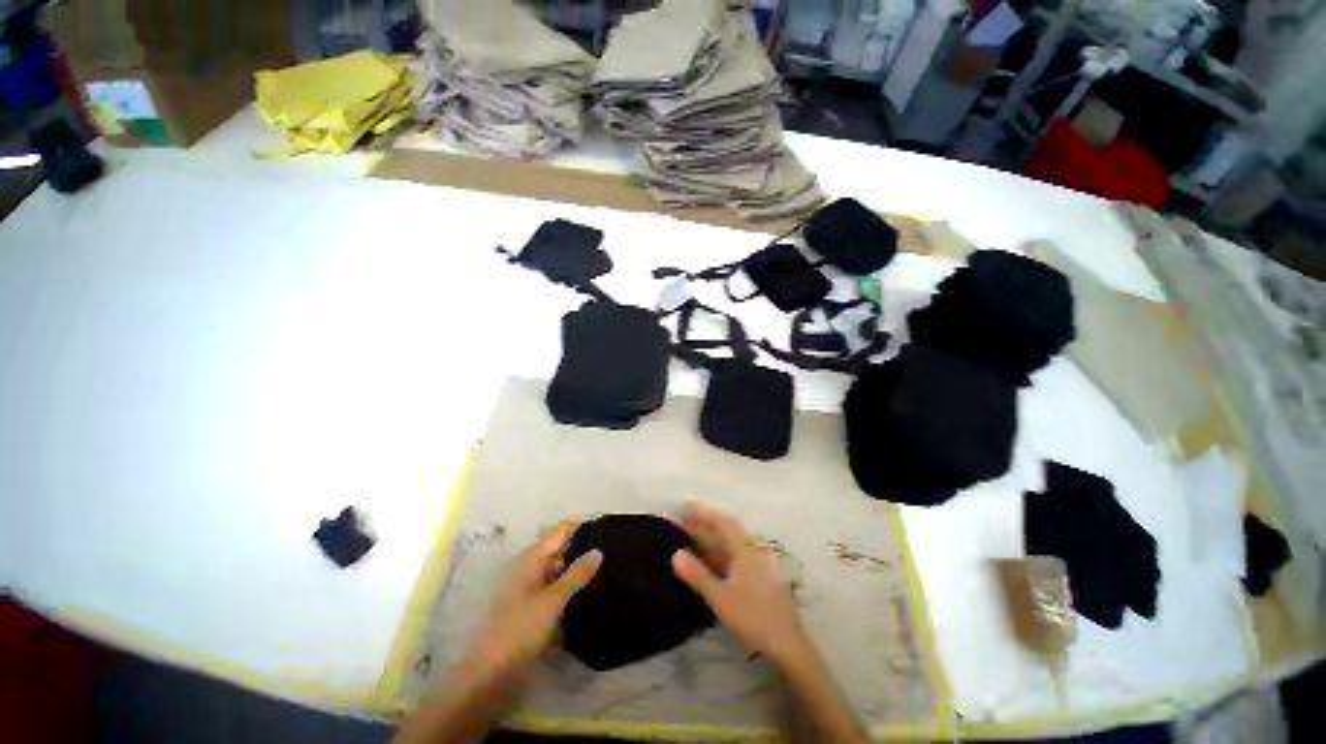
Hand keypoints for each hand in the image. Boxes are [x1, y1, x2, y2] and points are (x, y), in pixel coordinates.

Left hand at [462, 522, 602, 684]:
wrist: (491, 675)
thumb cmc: (520, 630)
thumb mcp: (553, 600)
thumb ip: (577, 574)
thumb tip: (598, 551)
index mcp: (531, 559)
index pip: (559, 532)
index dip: (579, 526)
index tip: (604, 524)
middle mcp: (530, 569)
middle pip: (559, 549)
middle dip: (581, 547)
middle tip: (611, 546)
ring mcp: (531, 589)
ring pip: (559, 570)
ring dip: (577, 569)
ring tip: (606, 567)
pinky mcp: (533, 609)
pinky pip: (556, 589)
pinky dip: (570, 588)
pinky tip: (589, 593)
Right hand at [671, 503, 810, 667]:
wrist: (787, 644)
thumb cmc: (754, 617)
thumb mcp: (721, 598)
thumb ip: (698, 576)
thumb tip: (675, 554)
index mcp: (744, 550)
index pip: (722, 523)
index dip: (703, 513)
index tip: (685, 507)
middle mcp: (749, 551)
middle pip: (725, 530)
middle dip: (703, 523)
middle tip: (681, 521)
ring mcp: (753, 564)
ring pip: (727, 544)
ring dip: (708, 537)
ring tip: (688, 537)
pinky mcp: (754, 577)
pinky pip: (730, 556)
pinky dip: (715, 553)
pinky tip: (705, 560)